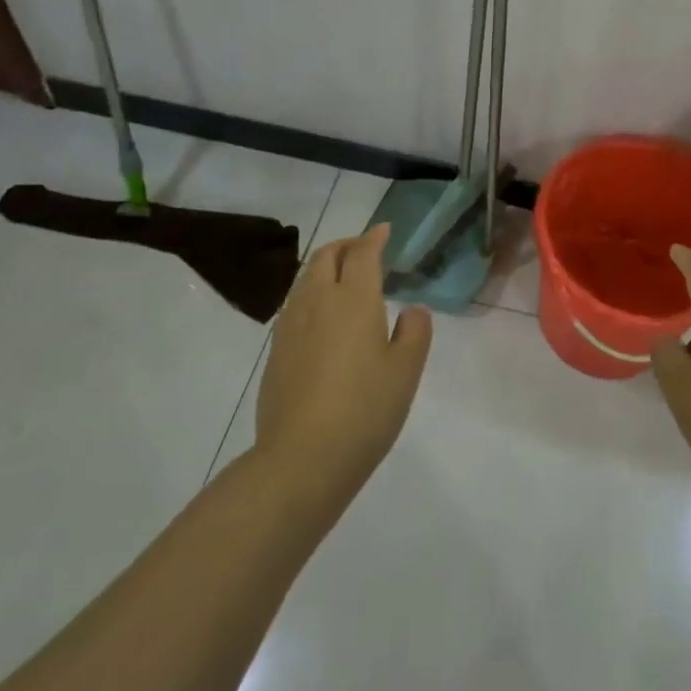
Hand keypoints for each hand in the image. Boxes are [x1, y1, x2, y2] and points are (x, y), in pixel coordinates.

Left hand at [255, 223, 431, 507]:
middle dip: (346, 245)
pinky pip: (295, 305)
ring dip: (326, 268)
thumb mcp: (406, 371)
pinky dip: (312, 295)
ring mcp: (291, 326)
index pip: (363, 253)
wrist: (301, 460)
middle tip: (364, 250)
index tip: (384, 230)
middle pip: (326, 256)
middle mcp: (318, 302)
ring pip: (306, 279)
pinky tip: (323, 319)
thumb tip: (411, 312)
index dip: (374, 237)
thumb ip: (414, 332)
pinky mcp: (276, 352)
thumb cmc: (364, 410)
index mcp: (354, 299)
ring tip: (344, 281)